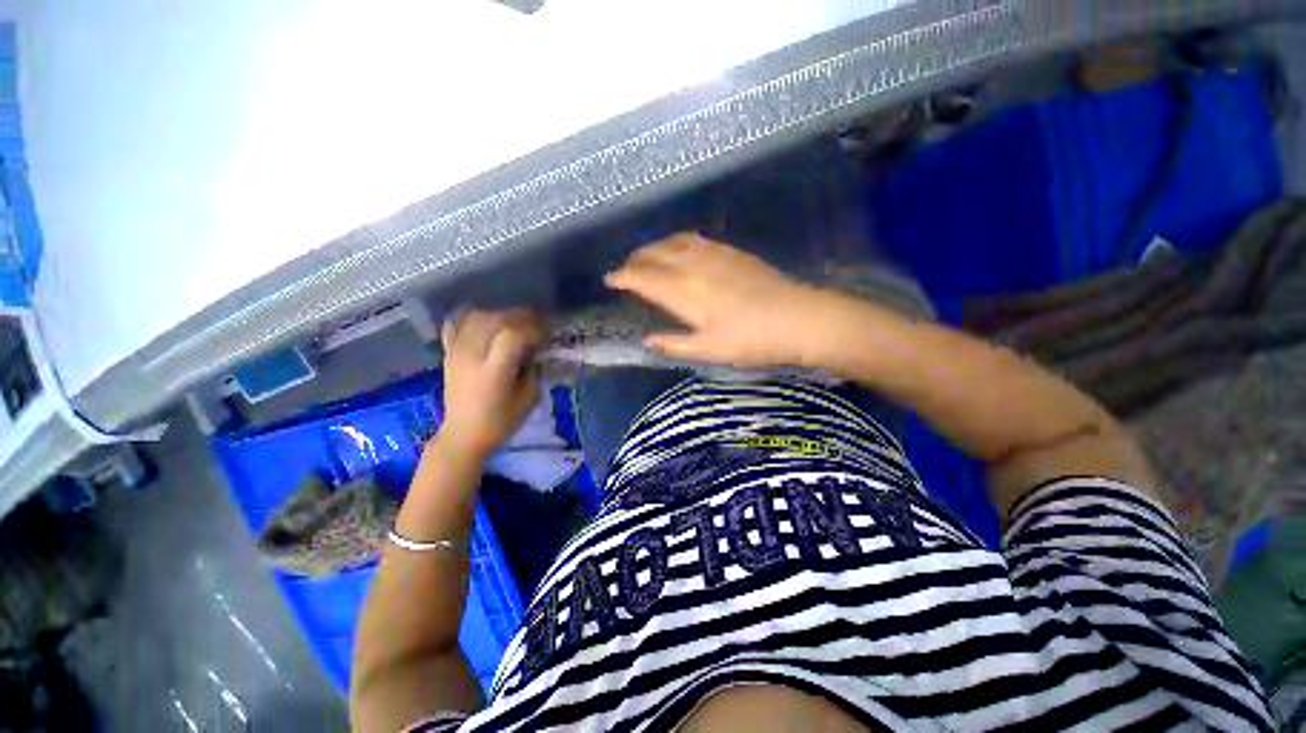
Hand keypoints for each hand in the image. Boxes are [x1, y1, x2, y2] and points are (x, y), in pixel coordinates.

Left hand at [438, 309, 543, 457]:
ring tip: (514, 323)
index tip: (545, 335)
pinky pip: (456, 324)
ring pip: (477, 317)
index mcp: (494, 372)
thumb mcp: (529, 399)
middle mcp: (472, 356)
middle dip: (520, 317)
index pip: (513, 335)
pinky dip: (472, 316)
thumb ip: (534, 370)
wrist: (463, 435)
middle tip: (536, 324)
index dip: (533, 329)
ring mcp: (457, 352)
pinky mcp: (448, 353)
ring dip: (500, 314)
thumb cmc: (501, 422)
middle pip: (495, 320)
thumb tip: (535, 348)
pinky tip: (486, 319)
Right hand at [605, 233, 817, 366]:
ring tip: (645, 258)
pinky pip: (693, 238)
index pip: (644, 277)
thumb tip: (647, 341)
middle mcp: (694, 265)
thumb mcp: (709, 350)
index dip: (623, 277)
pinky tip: (677, 249)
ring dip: (653, 248)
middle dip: (634, 260)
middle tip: (624, 271)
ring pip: (672, 242)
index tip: (610, 280)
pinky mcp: (730, 251)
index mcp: (685, 292)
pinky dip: (675, 241)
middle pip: (654, 254)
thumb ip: (674, 344)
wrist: (797, 318)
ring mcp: (714, 254)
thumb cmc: (751, 340)